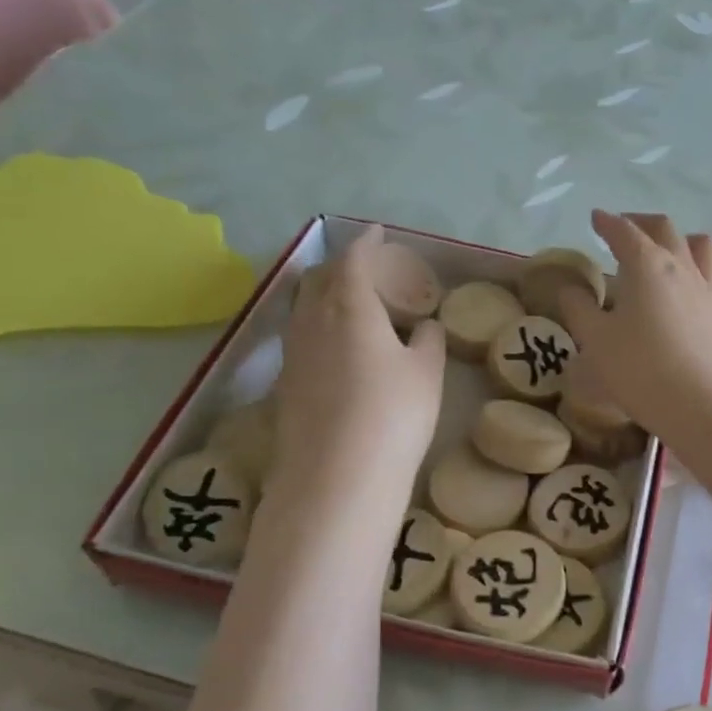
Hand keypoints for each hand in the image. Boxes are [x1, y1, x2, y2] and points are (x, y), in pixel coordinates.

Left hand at [271, 226, 445, 487]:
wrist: (337, 479)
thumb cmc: (393, 415)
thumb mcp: (427, 373)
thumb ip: (427, 340)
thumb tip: (423, 325)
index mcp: (349, 307)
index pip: (353, 261)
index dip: (366, 243)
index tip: (376, 232)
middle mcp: (312, 322)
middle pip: (319, 279)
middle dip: (342, 266)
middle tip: (367, 269)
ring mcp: (293, 355)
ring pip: (304, 308)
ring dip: (325, 296)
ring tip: (349, 303)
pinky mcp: (284, 386)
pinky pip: (300, 338)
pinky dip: (318, 327)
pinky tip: (335, 347)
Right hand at [557, 211, 711, 438]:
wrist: (701, 405)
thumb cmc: (640, 369)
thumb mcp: (595, 340)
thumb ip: (579, 308)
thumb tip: (570, 288)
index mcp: (647, 264)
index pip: (624, 231)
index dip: (607, 222)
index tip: (595, 218)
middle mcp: (681, 266)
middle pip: (664, 229)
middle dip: (641, 222)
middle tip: (624, 229)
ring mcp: (707, 289)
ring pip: (701, 245)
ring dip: (680, 238)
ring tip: (666, 248)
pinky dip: (702, 271)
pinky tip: (694, 285)